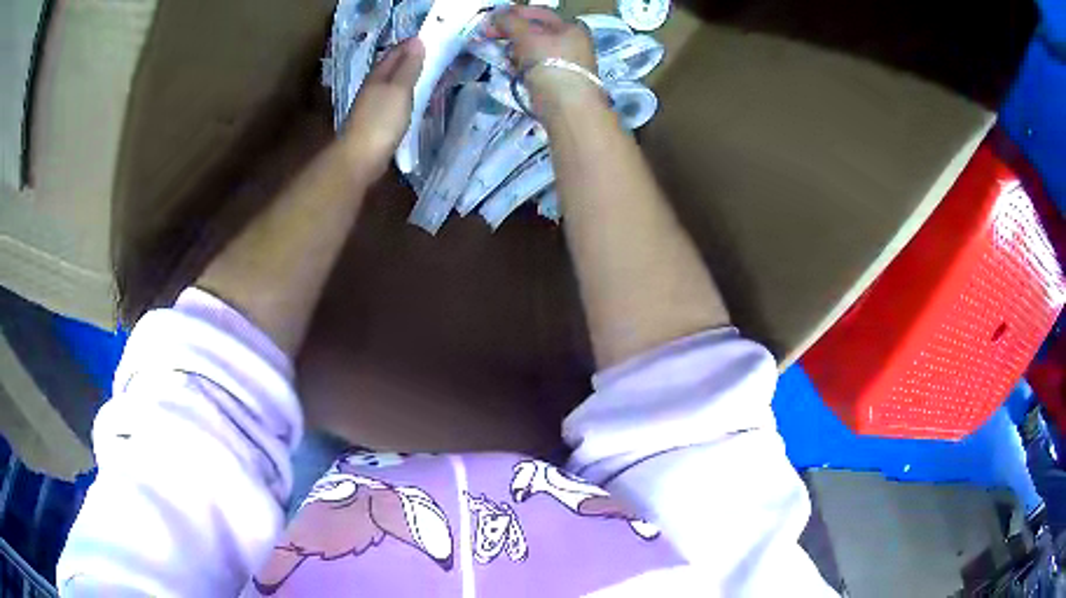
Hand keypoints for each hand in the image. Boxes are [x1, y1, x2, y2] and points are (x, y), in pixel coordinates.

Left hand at [341, 38, 424, 176]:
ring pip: (391, 85)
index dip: (410, 45)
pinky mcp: (375, 123)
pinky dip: (403, 96)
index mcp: (378, 76)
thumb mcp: (399, 90)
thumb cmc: (381, 121)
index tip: (430, 39)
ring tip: (425, 75)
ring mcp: (372, 106)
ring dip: (406, 78)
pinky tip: (411, 101)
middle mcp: (372, 87)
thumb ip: (409, 67)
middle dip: (409, 59)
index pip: (395, 53)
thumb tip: (417, 41)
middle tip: (432, 55)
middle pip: (391, 68)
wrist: (360, 158)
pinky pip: (392, 101)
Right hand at [489, 7, 603, 121]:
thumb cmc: (550, 63)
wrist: (567, 106)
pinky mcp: (559, 83)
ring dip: (515, 51)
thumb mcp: (526, 36)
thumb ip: (509, 22)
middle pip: (537, 32)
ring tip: (500, 54)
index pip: (539, 13)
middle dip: (512, 33)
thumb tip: (496, 16)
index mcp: (571, 28)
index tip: (492, 19)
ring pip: (535, 51)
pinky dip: (522, 66)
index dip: (514, 13)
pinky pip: (536, 68)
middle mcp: (573, 43)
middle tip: (489, 36)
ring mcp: (567, 64)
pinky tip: (512, 70)